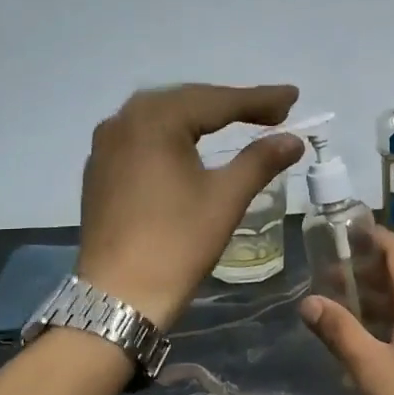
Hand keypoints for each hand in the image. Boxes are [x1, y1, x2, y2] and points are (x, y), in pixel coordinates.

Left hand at [77, 83, 304, 327]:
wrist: (118, 297)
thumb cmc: (176, 243)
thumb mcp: (225, 198)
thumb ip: (260, 160)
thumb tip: (293, 139)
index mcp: (155, 120)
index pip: (217, 101)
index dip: (260, 99)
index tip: (293, 97)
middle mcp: (124, 120)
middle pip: (188, 102)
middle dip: (231, 105)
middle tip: (273, 112)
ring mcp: (106, 145)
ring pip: (163, 118)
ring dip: (202, 118)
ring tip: (238, 122)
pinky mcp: (100, 169)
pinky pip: (144, 137)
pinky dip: (175, 135)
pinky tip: (190, 145)